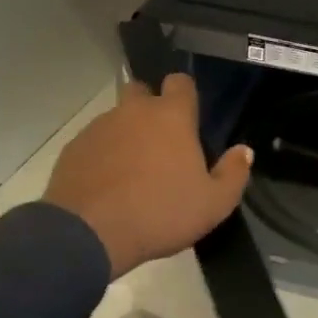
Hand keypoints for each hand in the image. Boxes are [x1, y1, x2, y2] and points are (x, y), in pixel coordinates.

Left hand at [43, 74, 253, 279]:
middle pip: (142, 91)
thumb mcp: (213, 204)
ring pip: (117, 118)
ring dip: (126, 134)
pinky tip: (107, 185)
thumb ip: (233, 174)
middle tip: (161, 142)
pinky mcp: (74, 148)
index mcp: (171, 116)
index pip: (181, 82)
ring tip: (133, 172)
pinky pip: (94, 142)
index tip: (190, 118)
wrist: (87, 235)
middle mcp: (134, 111)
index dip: (186, 95)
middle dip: (151, 107)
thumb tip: (244, 151)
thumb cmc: (160, 214)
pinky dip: (102, 156)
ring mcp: (99, 127)